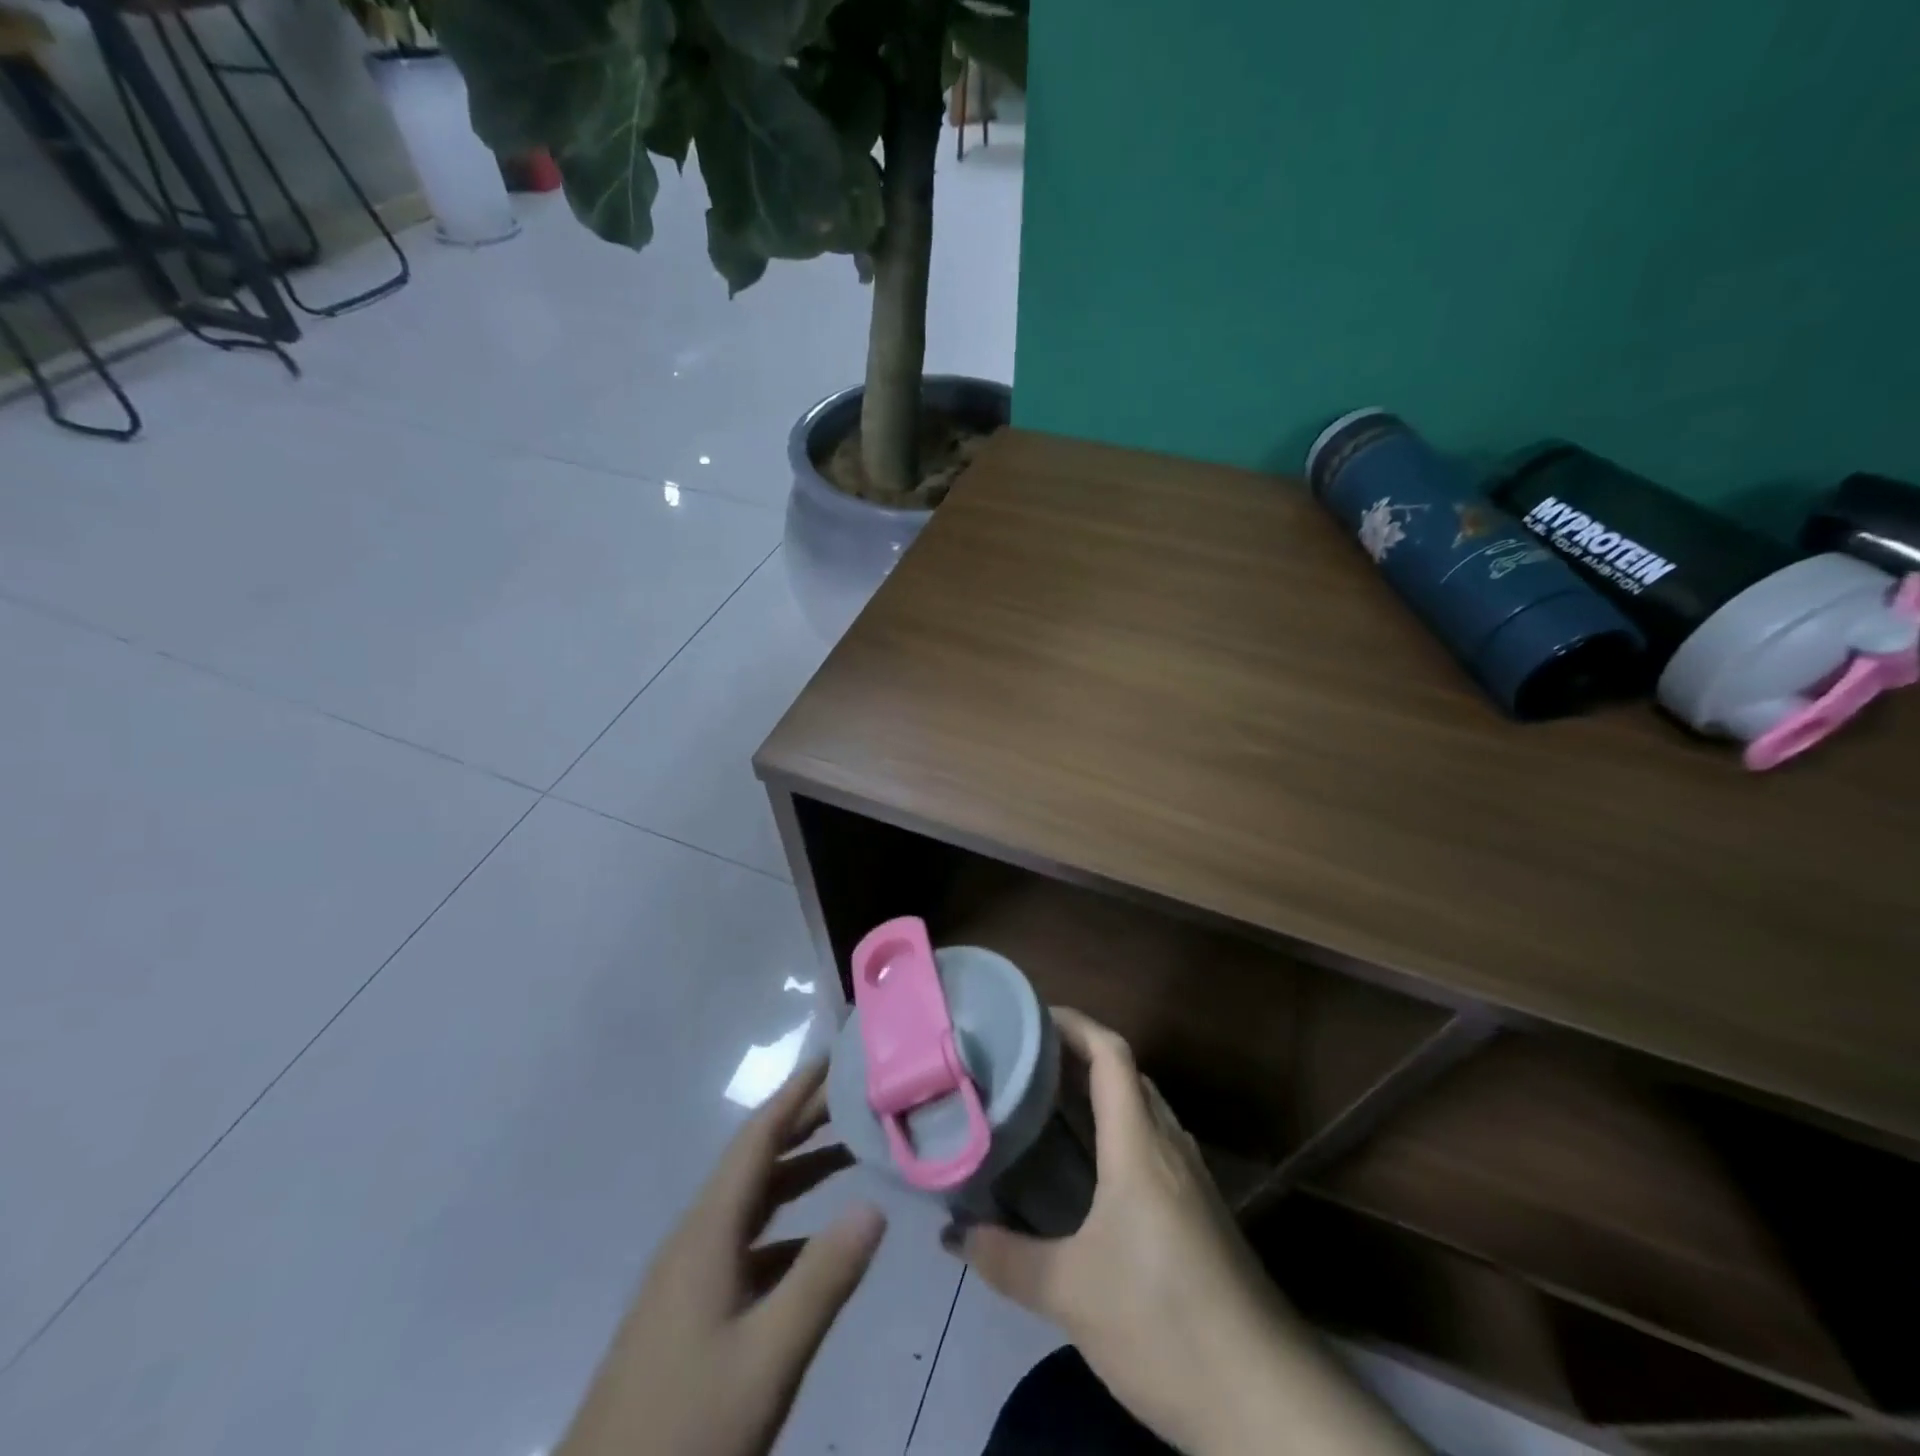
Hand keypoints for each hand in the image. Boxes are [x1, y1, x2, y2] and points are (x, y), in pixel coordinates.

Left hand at [561, 1059, 885, 1455]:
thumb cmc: (683, 1432)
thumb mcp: (766, 1359)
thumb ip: (823, 1279)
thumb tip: (875, 1204)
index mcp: (707, 1233)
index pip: (757, 1140)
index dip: (795, 1094)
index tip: (833, 1058)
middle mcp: (696, 1239)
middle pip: (756, 1162)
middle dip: (803, 1122)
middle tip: (855, 1093)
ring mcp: (689, 1278)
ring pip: (752, 1203)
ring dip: (798, 1171)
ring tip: (849, 1149)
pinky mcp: (690, 1313)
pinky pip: (748, 1244)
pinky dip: (787, 1226)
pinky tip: (816, 1243)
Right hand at [948, 1010, 1419, 1455]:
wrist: (1269, 1404)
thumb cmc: (1164, 1324)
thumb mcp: (1071, 1295)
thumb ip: (1007, 1259)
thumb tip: (952, 1234)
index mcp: (1140, 1146)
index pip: (1111, 1054)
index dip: (1074, 1024)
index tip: (1031, 1016)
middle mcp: (1171, 1149)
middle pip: (1129, 1076)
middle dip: (1081, 1057)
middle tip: (1028, 1063)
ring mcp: (1194, 1183)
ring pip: (1145, 1113)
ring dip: (1104, 1096)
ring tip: (1052, 1107)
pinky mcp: (1205, 1217)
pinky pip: (1157, 1149)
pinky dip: (1122, 1136)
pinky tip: (1094, 1175)